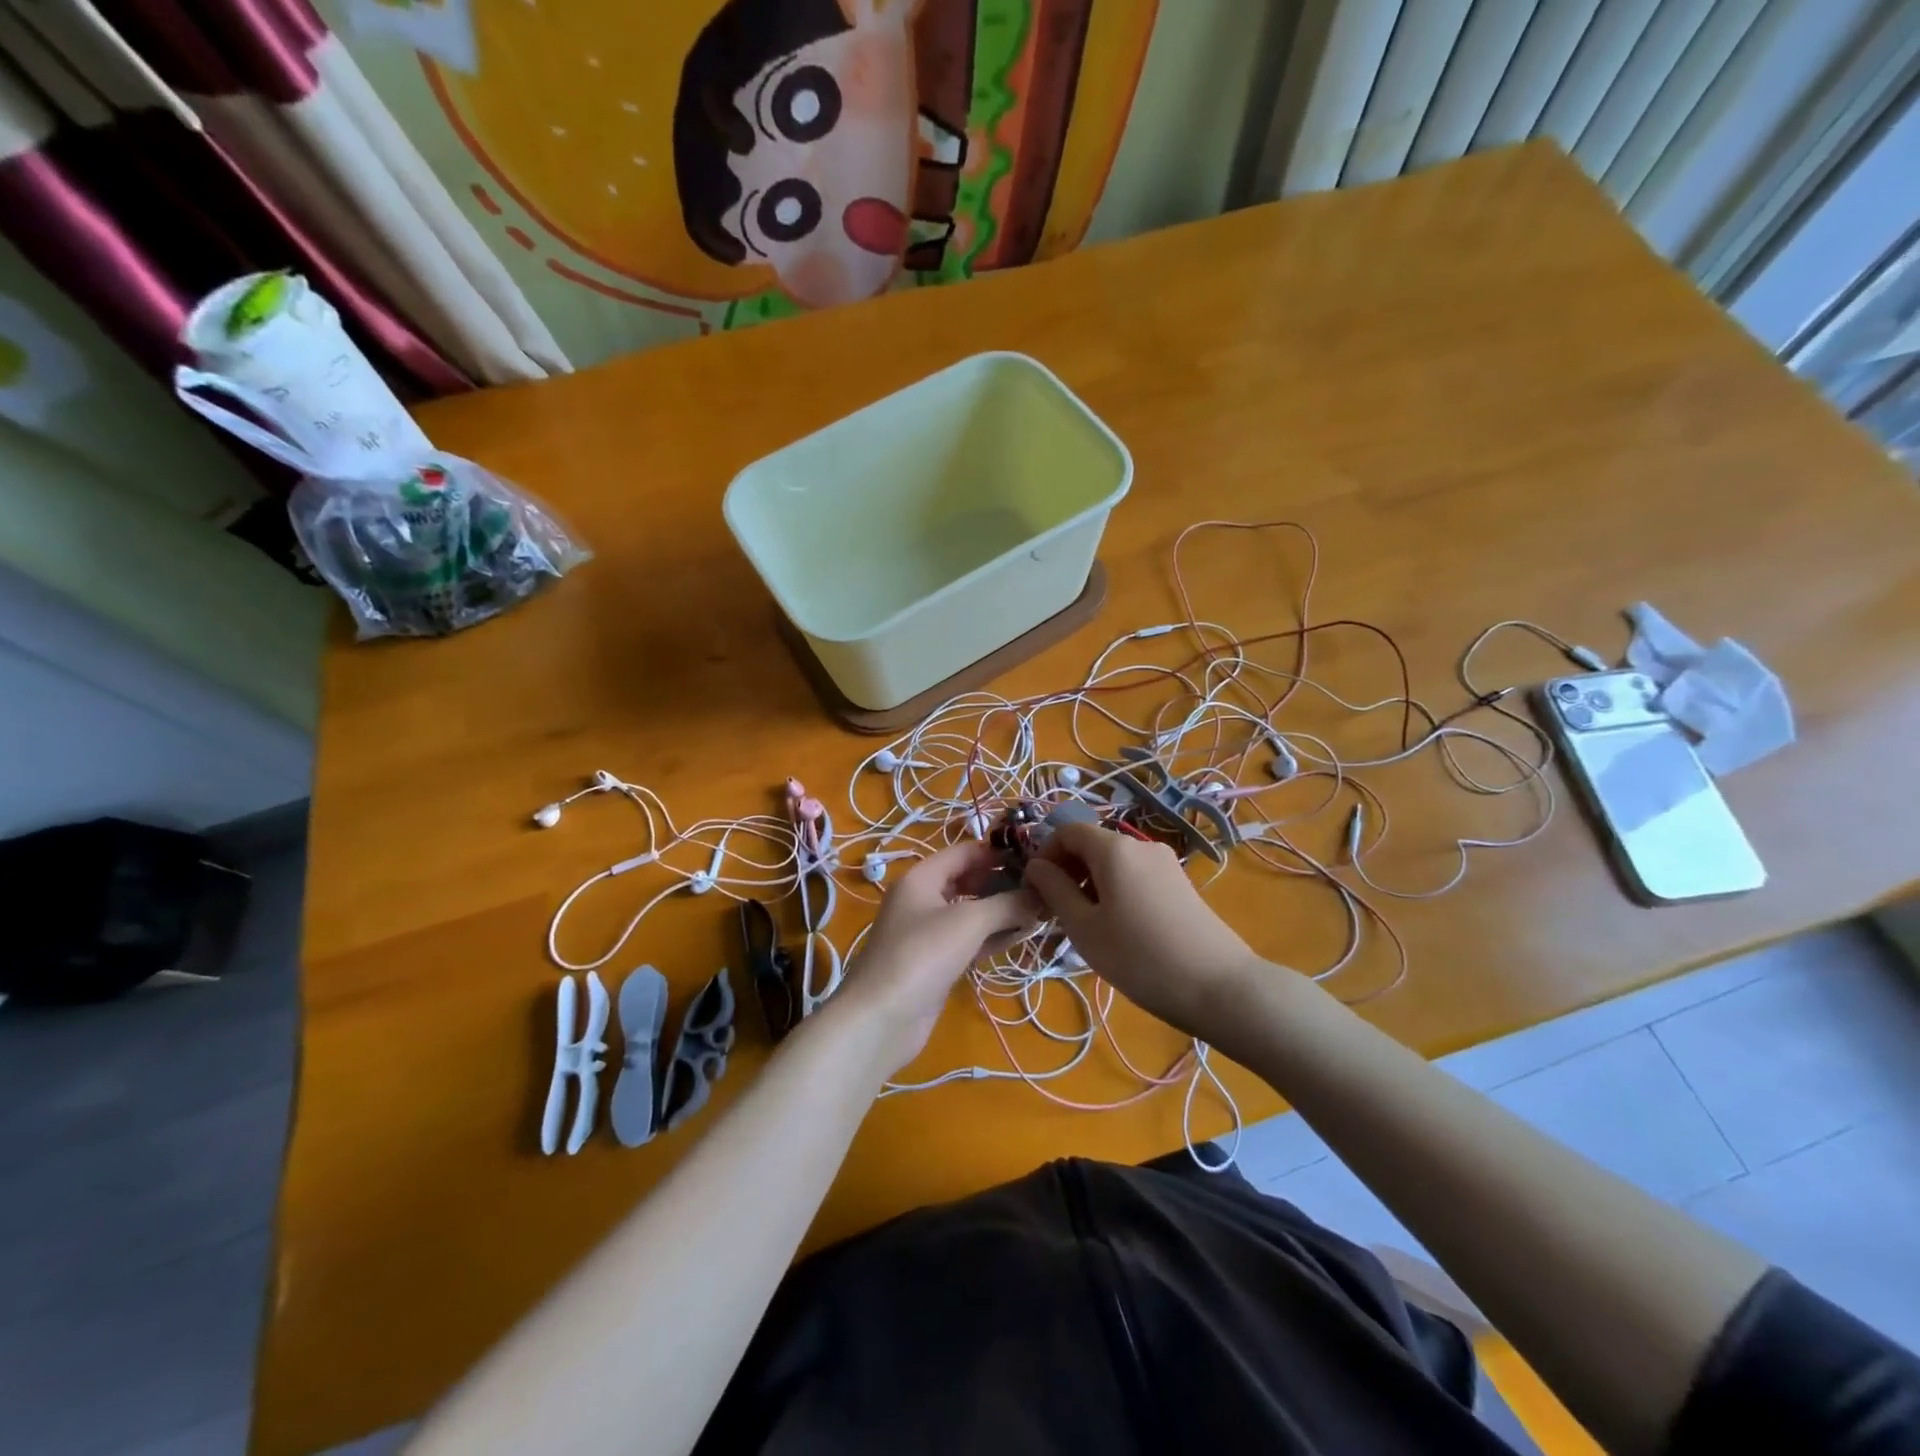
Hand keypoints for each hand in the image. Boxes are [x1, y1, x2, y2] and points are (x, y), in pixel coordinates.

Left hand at [833, 841, 1039, 1074]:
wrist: (881, 1018)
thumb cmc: (922, 955)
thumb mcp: (969, 922)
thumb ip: (1008, 904)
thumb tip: (1042, 894)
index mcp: (922, 877)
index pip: (965, 852)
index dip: (999, 852)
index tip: (1036, 857)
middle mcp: (923, 899)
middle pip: (969, 880)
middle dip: (1003, 883)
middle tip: (1043, 887)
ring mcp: (928, 932)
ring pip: (971, 912)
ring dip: (1002, 912)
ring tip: (1040, 911)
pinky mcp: (936, 961)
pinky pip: (969, 939)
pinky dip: (992, 936)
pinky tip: (1020, 937)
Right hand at [1023, 823, 1261, 1040]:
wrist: (1219, 986)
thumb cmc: (1139, 957)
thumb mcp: (1085, 928)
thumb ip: (1055, 890)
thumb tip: (1036, 866)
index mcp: (1114, 848)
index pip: (1068, 831)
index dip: (1046, 854)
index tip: (1036, 889)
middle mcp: (1140, 845)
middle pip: (1092, 845)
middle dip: (1068, 870)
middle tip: (1056, 912)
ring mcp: (1165, 863)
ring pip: (1114, 863)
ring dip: (1091, 884)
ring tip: (1086, 926)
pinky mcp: (1180, 884)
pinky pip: (1136, 876)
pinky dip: (1116, 891)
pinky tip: (1118, 929)